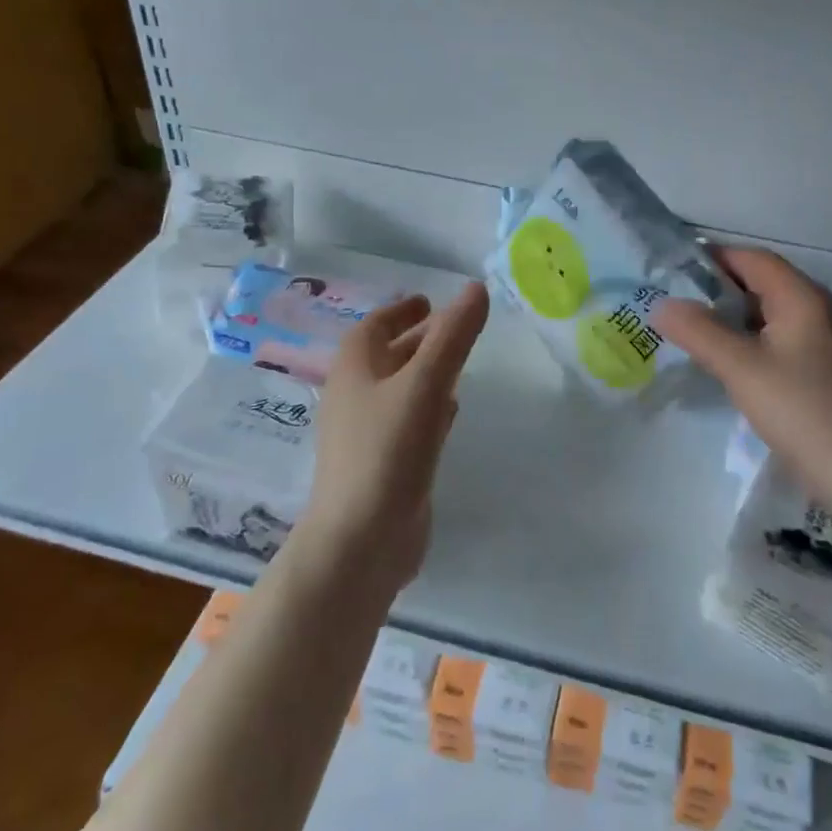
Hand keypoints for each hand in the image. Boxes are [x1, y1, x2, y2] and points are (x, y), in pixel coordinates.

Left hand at [301, 283, 490, 592]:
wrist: (361, 541)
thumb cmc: (388, 450)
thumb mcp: (426, 384)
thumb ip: (454, 336)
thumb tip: (476, 288)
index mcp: (355, 368)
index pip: (376, 325)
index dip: (401, 310)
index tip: (427, 300)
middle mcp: (356, 396)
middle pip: (389, 355)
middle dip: (419, 339)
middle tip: (456, 327)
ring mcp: (368, 433)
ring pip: (400, 389)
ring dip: (425, 372)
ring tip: (458, 363)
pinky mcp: (384, 464)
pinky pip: (407, 422)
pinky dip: (428, 408)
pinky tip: (450, 412)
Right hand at [653, 247, 831, 489]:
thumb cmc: (795, 406)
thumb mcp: (739, 366)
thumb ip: (698, 331)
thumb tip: (662, 305)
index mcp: (800, 296)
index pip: (752, 258)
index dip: (713, 258)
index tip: (673, 269)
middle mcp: (813, 306)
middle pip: (759, 280)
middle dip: (716, 286)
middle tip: (674, 297)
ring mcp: (816, 335)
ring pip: (764, 308)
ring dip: (729, 312)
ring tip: (688, 324)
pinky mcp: (813, 362)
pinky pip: (772, 332)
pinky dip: (744, 334)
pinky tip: (719, 352)